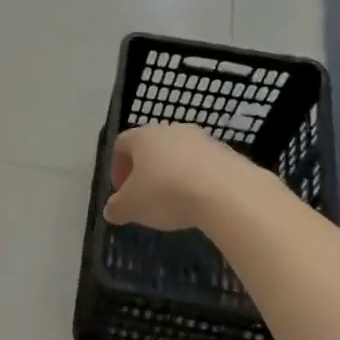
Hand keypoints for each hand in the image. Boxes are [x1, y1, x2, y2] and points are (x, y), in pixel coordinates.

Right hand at [103, 124, 241, 231]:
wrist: (227, 193)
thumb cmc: (166, 193)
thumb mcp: (131, 207)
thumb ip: (117, 208)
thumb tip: (111, 210)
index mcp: (143, 136)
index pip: (121, 145)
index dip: (117, 168)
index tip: (121, 192)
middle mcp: (172, 130)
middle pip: (152, 148)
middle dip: (145, 172)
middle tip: (145, 198)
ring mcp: (203, 139)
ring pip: (179, 156)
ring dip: (172, 175)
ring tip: (174, 203)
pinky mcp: (228, 153)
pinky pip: (204, 166)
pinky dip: (197, 181)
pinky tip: (199, 202)